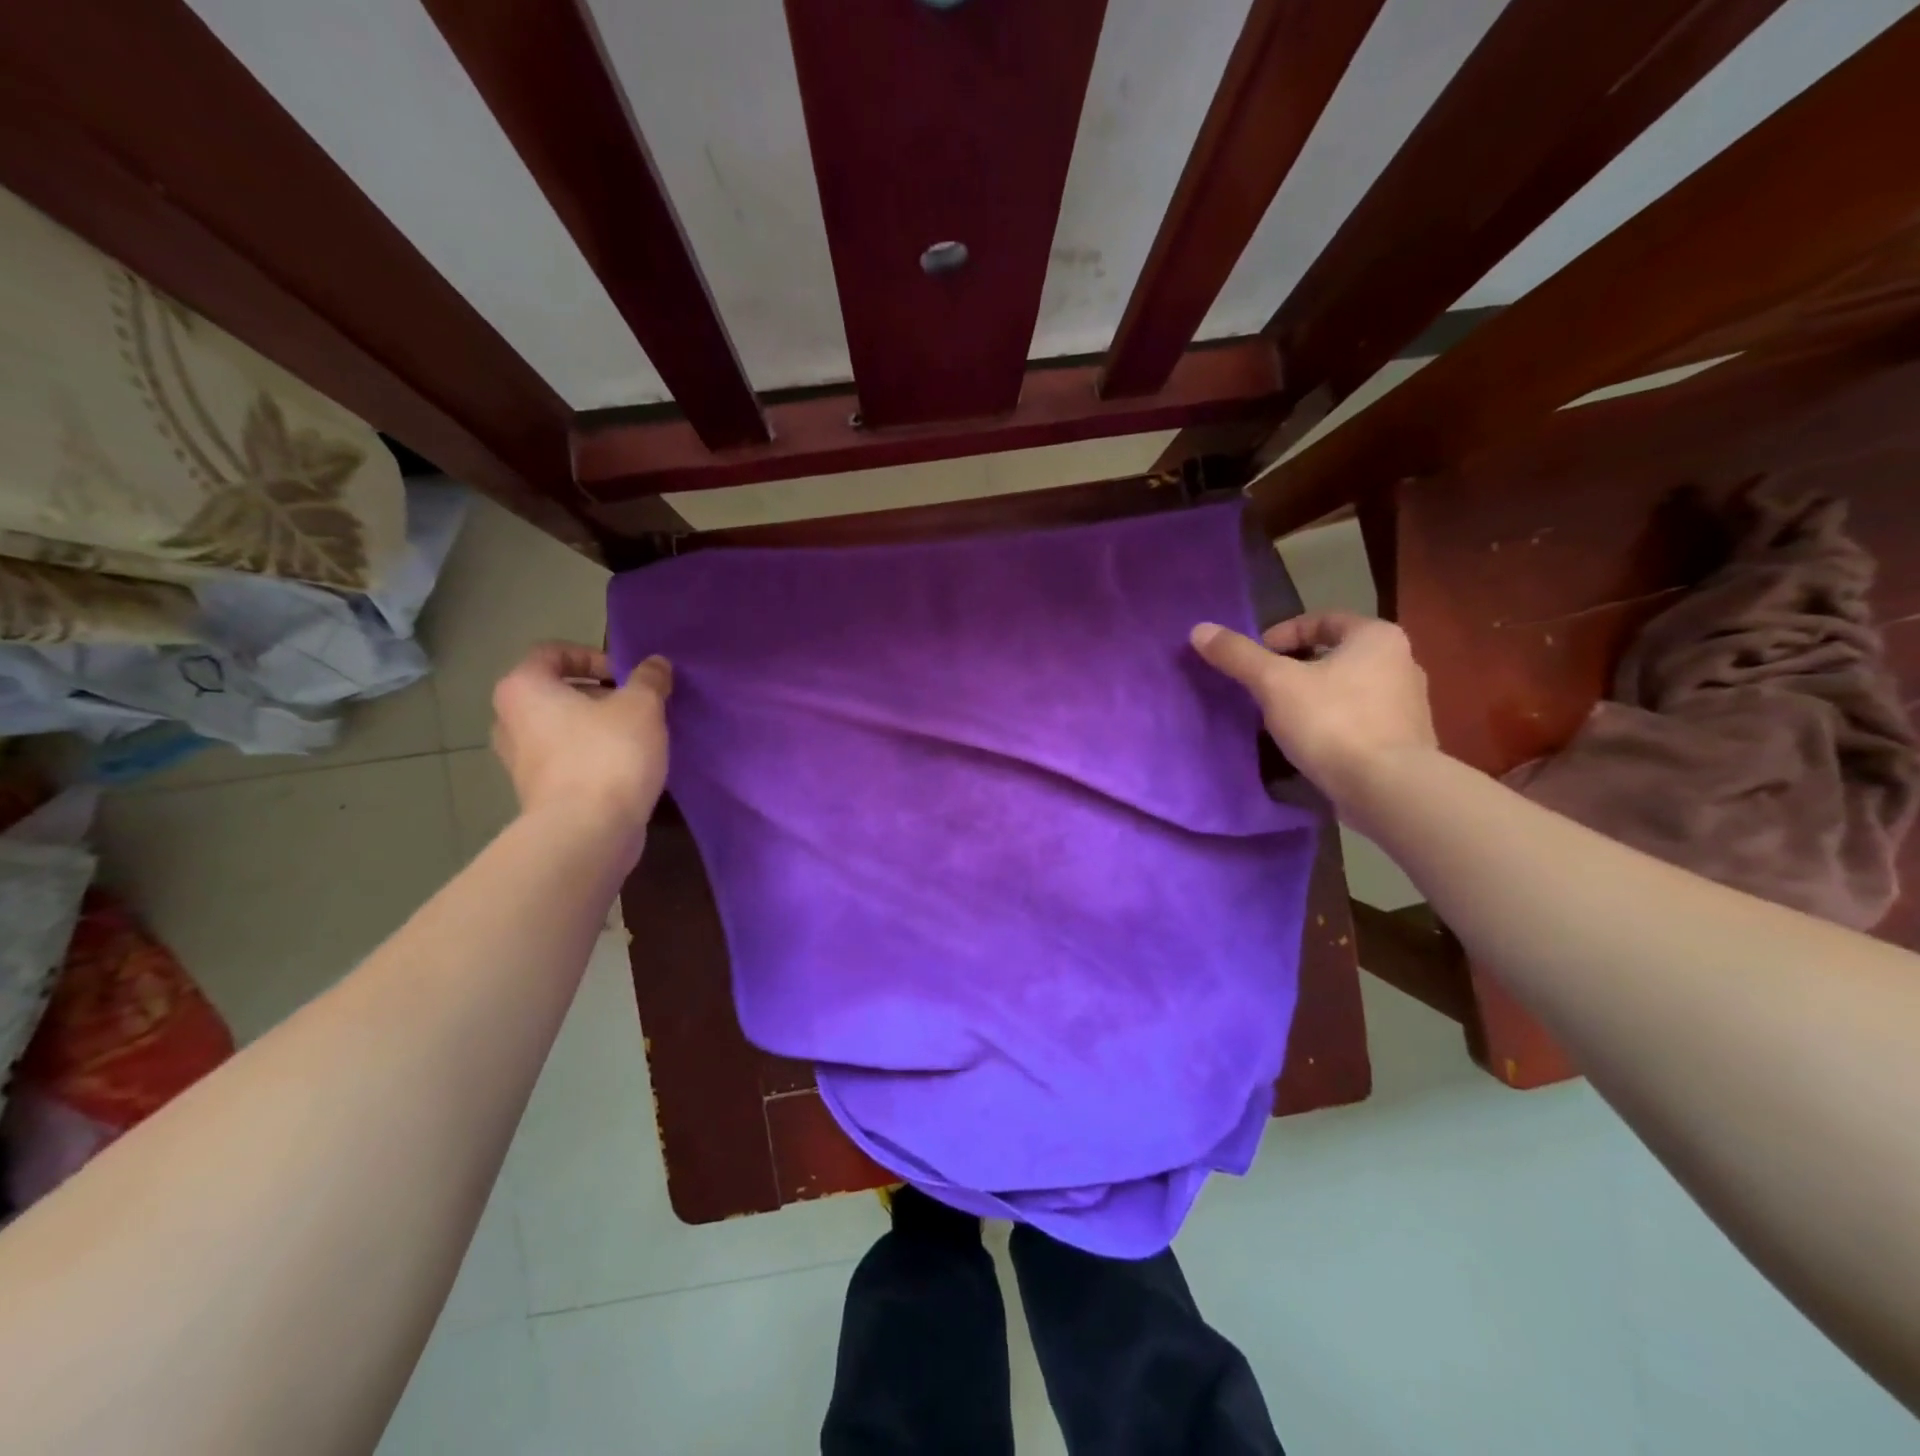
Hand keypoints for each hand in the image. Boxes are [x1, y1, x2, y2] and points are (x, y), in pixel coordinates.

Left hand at [490, 643, 671, 834]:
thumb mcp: (642, 706)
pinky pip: (567, 761)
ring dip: (597, 728)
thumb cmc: (608, 754)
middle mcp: (509, 721)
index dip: (593, 656)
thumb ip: (649, 679)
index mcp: (523, 689)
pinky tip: (628, 769)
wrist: (587, 831)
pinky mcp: (538, 794)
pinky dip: (593, 758)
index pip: (551, 653)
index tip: (626, 676)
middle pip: (556, 694)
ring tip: (637, 737)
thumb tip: (655, 664)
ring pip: (562, 730)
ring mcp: (519, 762)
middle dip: (598, 695)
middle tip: (637, 706)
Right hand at [1190, 612, 1437, 815]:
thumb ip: (1238, 655)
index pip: (1322, 620)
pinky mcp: (1404, 742)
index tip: (1256, 661)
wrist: (1388, 789)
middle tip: (1262, 690)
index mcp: (1377, 638)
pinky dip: (1331, 725)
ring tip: (1280, 720)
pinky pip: (1358, 722)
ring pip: (1346, 690)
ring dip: (1312, 698)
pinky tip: (1308, 745)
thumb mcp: (1274, 683)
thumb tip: (1199, 629)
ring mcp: (1408, 705)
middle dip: (1295, 669)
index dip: (1281, 635)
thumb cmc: (1332, 723)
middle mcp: (1401, 663)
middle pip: (1334, 656)